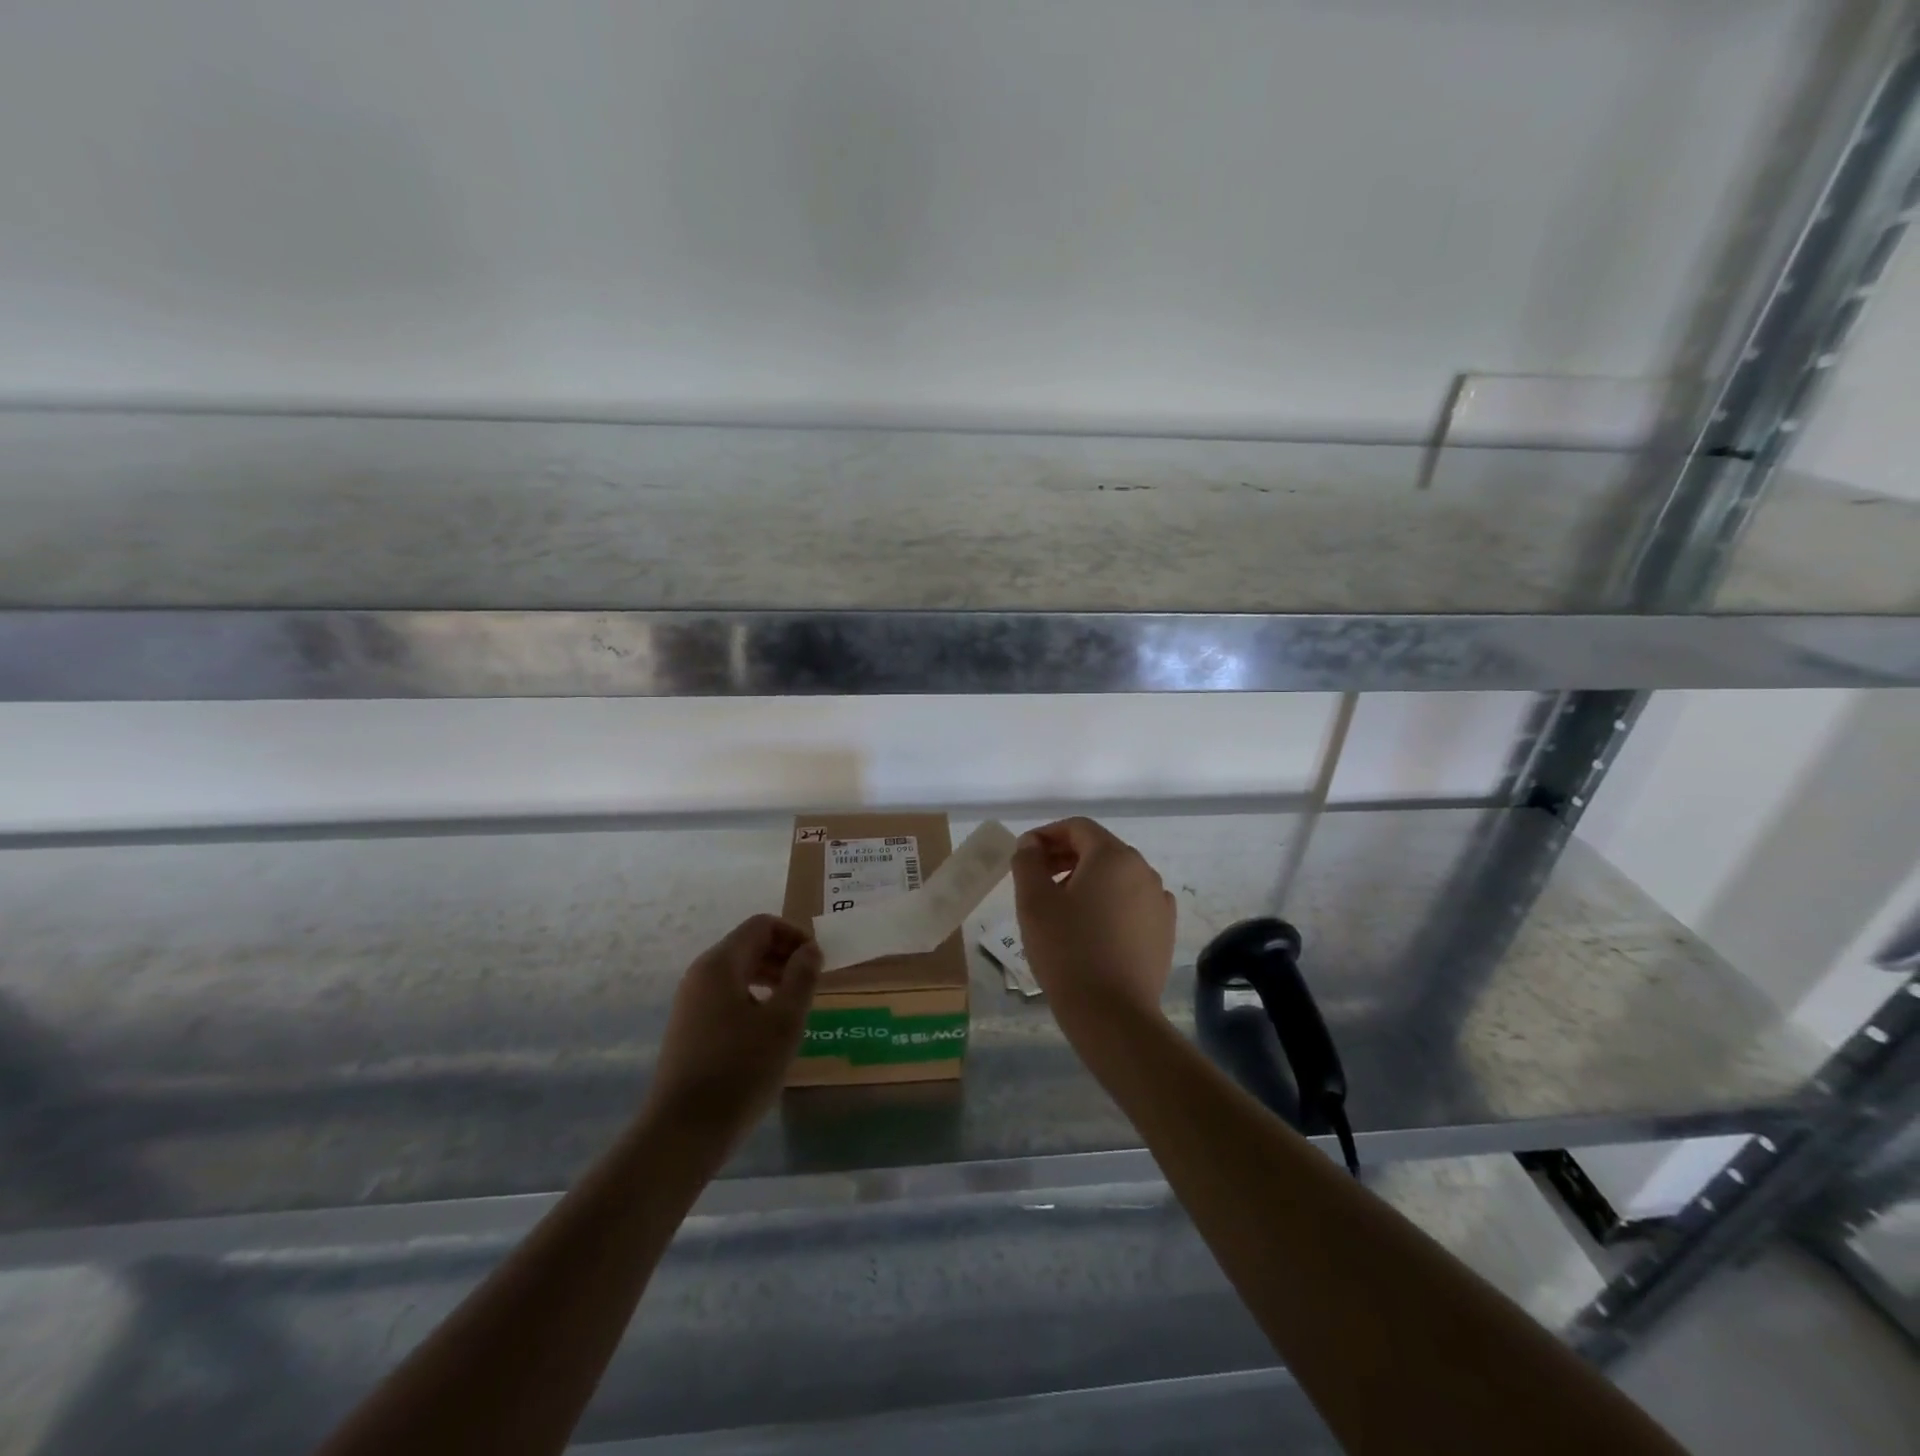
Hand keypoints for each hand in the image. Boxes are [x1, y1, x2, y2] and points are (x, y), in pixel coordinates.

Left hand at [645, 915, 820, 1144]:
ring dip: (770, 978)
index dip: (794, 935)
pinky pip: (726, 997)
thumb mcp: (784, 1021)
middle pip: (748, 946)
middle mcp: (700, 975)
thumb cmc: (740, 1070)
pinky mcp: (689, 1029)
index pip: (761, 925)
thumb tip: (810, 949)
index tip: (818, 962)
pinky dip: (753, 999)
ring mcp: (690, 1003)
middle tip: (812, 984)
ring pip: (737, 973)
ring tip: (795, 1007)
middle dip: (783, 956)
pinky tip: (769, 1031)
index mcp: (720, 963)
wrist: (683, 1133)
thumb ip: (801, 977)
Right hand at [1012, 818, 1175, 1027]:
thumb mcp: (1033, 902)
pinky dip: (1109, 903)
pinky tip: (1092, 927)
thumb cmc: (1067, 950)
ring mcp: (1159, 901)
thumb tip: (1031, 844)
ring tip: (1060, 906)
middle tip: (1036, 878)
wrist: (1112, 1014)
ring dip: (1086, 880)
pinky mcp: (1164, 929)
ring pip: (1116, 876)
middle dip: (1065, 856)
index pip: (1078, 828)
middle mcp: (1143, 870)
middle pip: (1099, 849)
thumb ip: (1028, 862)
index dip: (1047, 835)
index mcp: (1113, 856)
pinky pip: (1132, 902)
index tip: (1024, 854)